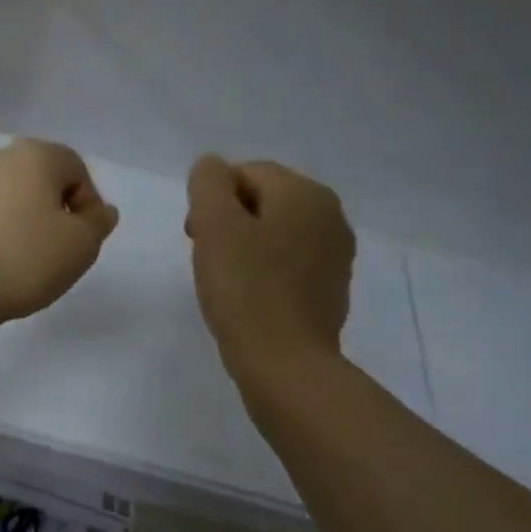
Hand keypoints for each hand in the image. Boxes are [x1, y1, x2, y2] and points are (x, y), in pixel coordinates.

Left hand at [0, 138, 118, 324]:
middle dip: (51, 209)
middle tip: (54, 249)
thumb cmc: (25, 259)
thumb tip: (101, 211)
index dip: (86, 204)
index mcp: (35, 155)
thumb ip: (98, 223)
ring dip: (18, 217)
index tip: (82, 240)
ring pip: (5, 194)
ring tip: (19, 257)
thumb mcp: (80, 246)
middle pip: (38, 178)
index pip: (75, 169)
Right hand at [186, 155, 354, 383]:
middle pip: (264, 200)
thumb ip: (208, 182)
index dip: (211, 199)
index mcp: (306, 193)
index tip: (194, 236)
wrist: (286, 364)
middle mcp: (330, 215)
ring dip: (244, 245)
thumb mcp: (215, 225)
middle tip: (204, 256)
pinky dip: (265, 269)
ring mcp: (336, 253)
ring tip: (225, 279)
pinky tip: (250, 296)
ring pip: (276, 231)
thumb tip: (212, 167)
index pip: (245, 173)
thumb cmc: (245, 290)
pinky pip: (289, 261)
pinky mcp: (332, 287)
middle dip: (228, 220)